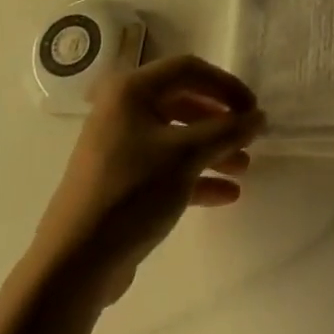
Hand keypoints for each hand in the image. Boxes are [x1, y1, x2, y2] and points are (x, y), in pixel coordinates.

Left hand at [37, 55, 264, 301]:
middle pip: (183, 102)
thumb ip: (227, 130)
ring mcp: (120, 148)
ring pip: (177, 137)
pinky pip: (166, 167)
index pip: (188, 70)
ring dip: (212, 149)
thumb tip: (259, 116)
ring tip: (243, 169)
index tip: (253, 109)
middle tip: (249, 137)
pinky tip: (225, 195)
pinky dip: (195, 176)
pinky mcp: (121, 182)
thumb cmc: (132, 192)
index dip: (225, 85)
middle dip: (220, 120)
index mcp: (131, 91)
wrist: (74, 264)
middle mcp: (122, 111)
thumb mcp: (186, 155)